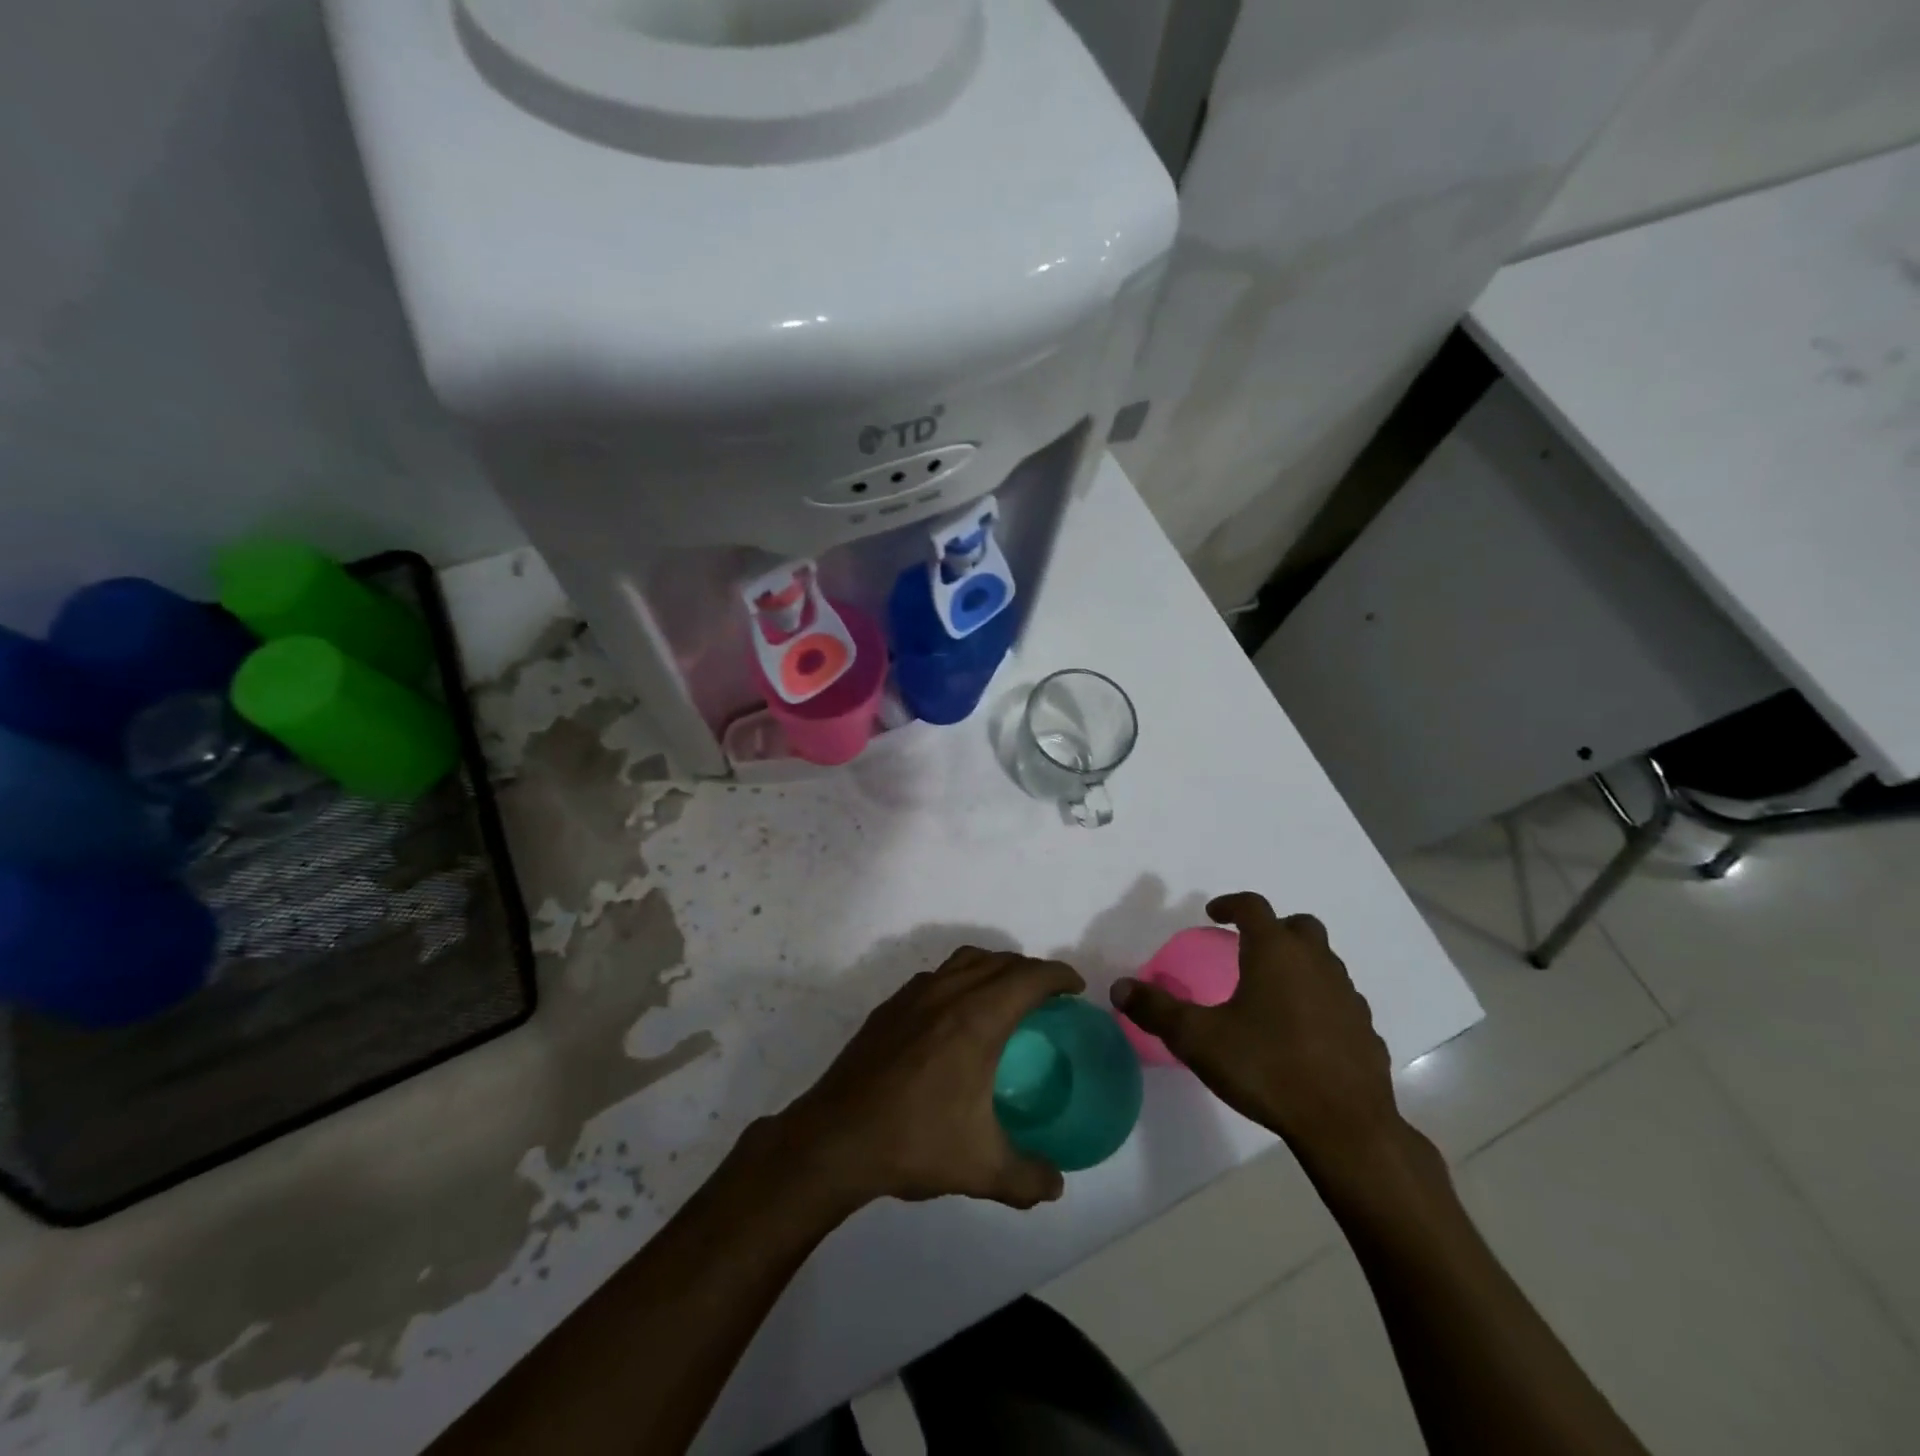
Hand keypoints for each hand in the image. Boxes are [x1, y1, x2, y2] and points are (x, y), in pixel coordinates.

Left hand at [775, 948, 1084, 1211]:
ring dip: (993, 967)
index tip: (1075, 989)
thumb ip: (1028, 1178)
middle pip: (999, 961)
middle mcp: (947, 993)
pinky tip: (955, 1016)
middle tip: (1048, 997)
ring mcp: (913, 996)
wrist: (835, 1139)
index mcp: (977, 1018)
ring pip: (964, 961)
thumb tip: (1056, 1185)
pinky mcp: (889, 1007)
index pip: (1029, 977)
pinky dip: (959, 979)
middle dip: (1030, 970)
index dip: (1058, 976)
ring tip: (1005, 996)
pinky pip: (936, 976)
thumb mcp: (982, 1169)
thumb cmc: (914, 1142)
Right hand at [1112, 892, 1401, 1174]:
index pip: (1253, 907)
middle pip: (1298, 926)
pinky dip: (1319, 1000)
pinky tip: (1301, 1031)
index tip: (1213, 914)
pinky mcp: (1365, 1030)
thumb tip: (1119, 987)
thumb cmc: (1266, 1068)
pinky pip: (1338, 999)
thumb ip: (1156, 1010)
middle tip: (1247, 947)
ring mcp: (1347, 996)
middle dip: (1272, 929)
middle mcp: (1316, 963)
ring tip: (1271, 991)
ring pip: (1323, 961)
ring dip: (1298, 964)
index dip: (1231, 904)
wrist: (1345, 1126)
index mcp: (1275, 952)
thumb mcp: (1197, 1039)